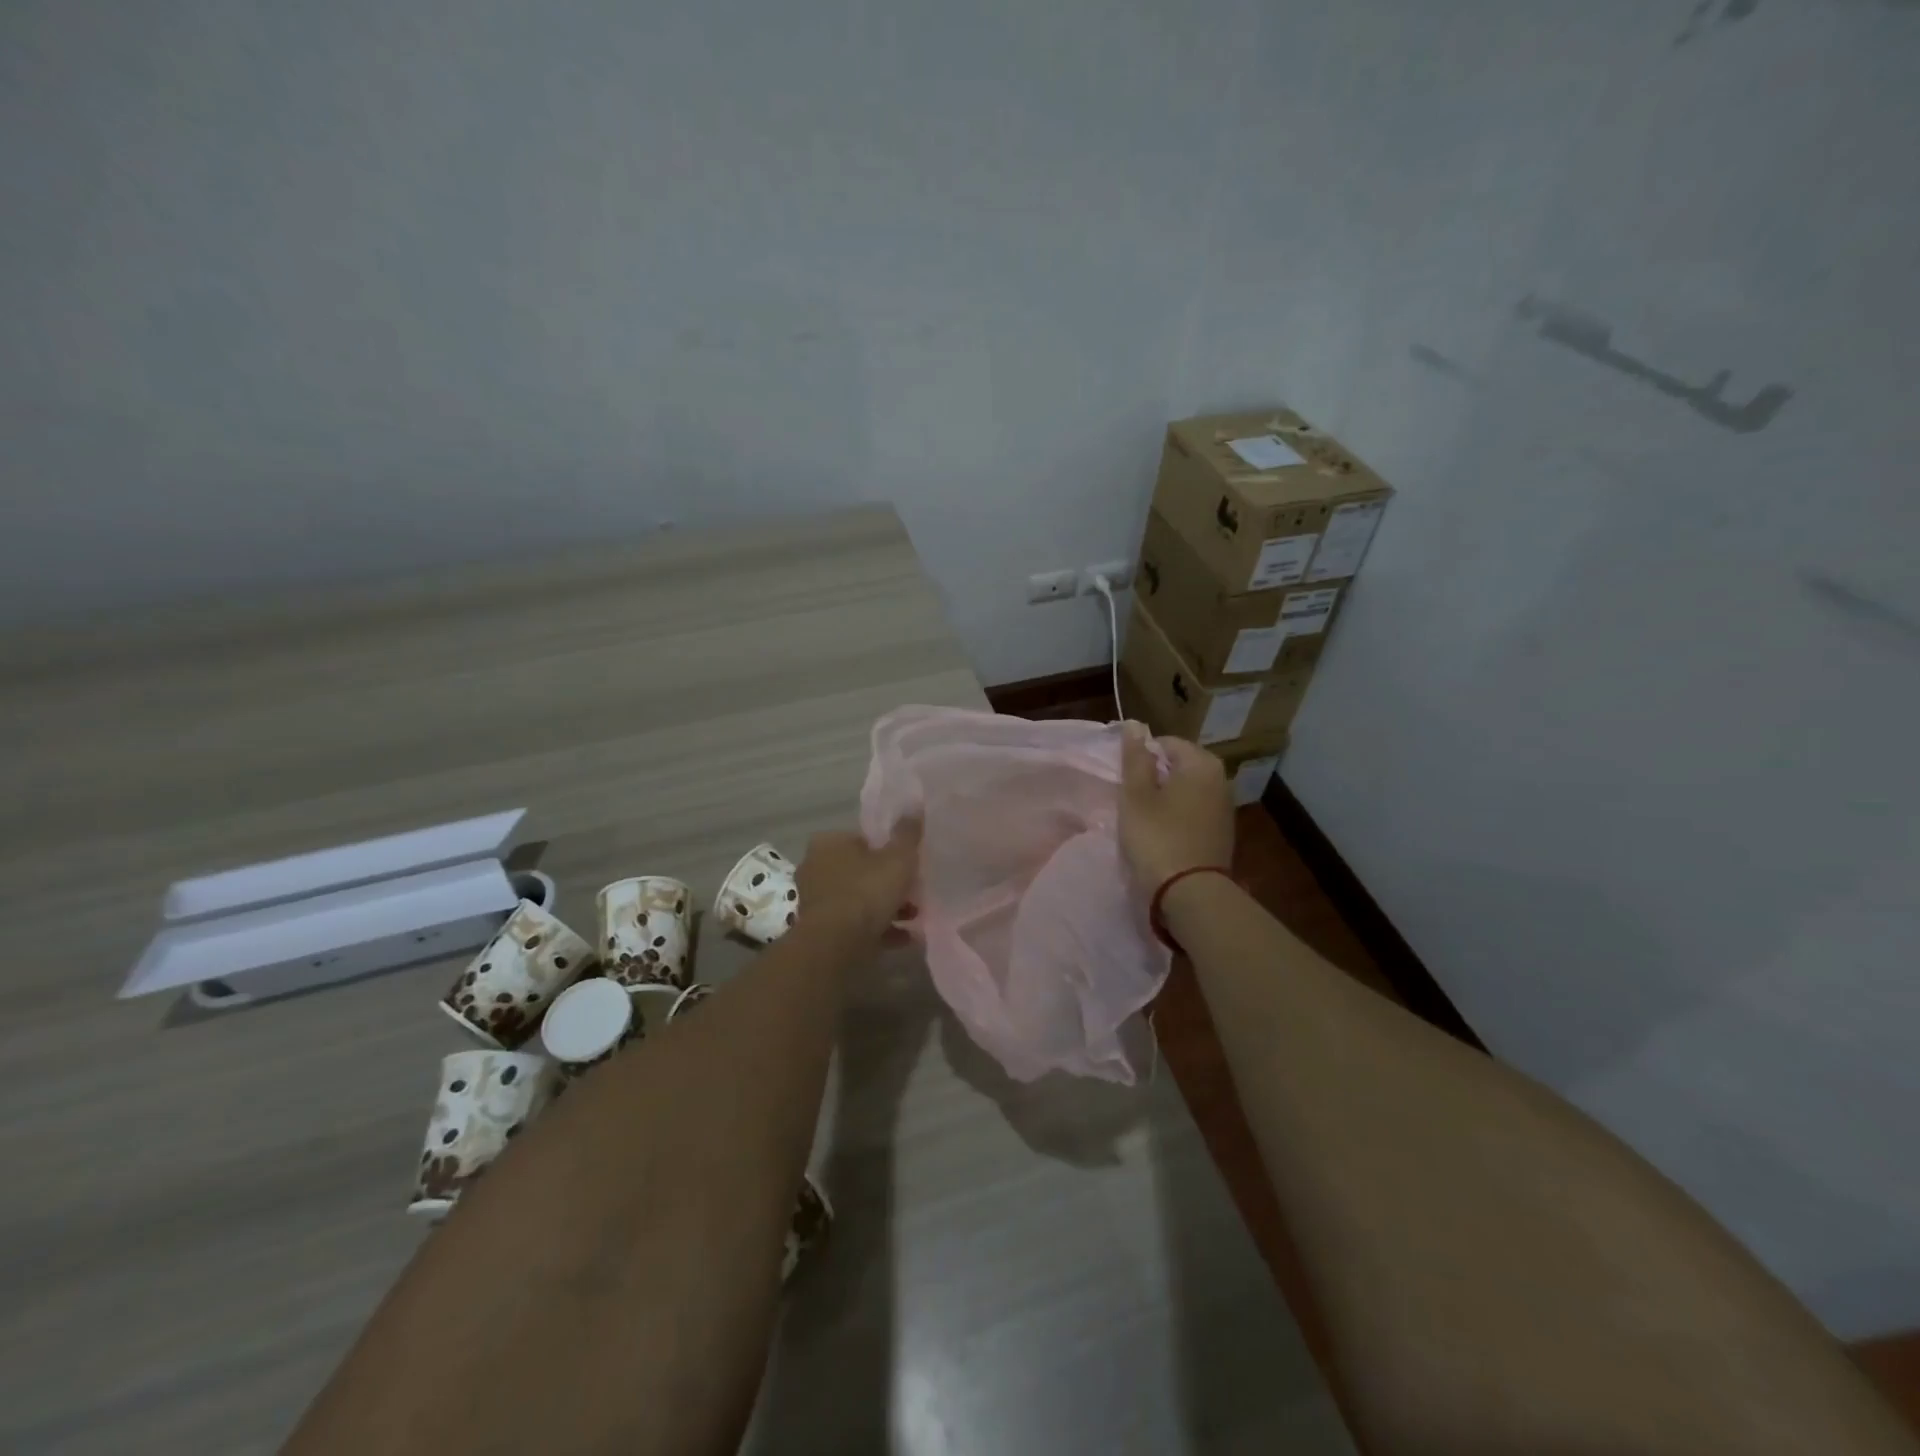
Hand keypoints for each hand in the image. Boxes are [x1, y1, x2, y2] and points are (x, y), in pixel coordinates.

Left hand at [795, 817, 921, 940]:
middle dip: (887, 881)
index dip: (887, 849)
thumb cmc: (867, 891)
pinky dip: (879, 928)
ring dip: (885, 907)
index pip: (862, 839)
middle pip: (860, 870)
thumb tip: (914, 805)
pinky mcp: (822, 930)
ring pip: (859, 899)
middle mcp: (816, 868)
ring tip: (915, 915)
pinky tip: (905, 937)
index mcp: (828, 843)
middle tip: (914, 890)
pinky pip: (857, 924)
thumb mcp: (898, 857)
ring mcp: (817, 901)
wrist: (837, 944)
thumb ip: (907, 833)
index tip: (907, 861)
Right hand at [1119, 724, 1234, 891]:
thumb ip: (1135, 757)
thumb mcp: (1136, 794)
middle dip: (1153, 778)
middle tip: (1131, 801)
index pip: (1165, 743)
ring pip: (1186, 790)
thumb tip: (1135, 724)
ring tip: (1143, 819)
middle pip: (1177, 766)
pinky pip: (1194, 812)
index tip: (1125, 782)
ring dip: (1165, 799)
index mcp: (1201, 763)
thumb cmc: (1157, 836)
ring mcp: (1225, 807)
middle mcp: (1220, 778)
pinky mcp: (1222, 832)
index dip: (1140, 758)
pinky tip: (1162, 835)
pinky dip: (1177, 817)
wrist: (1190, 892)